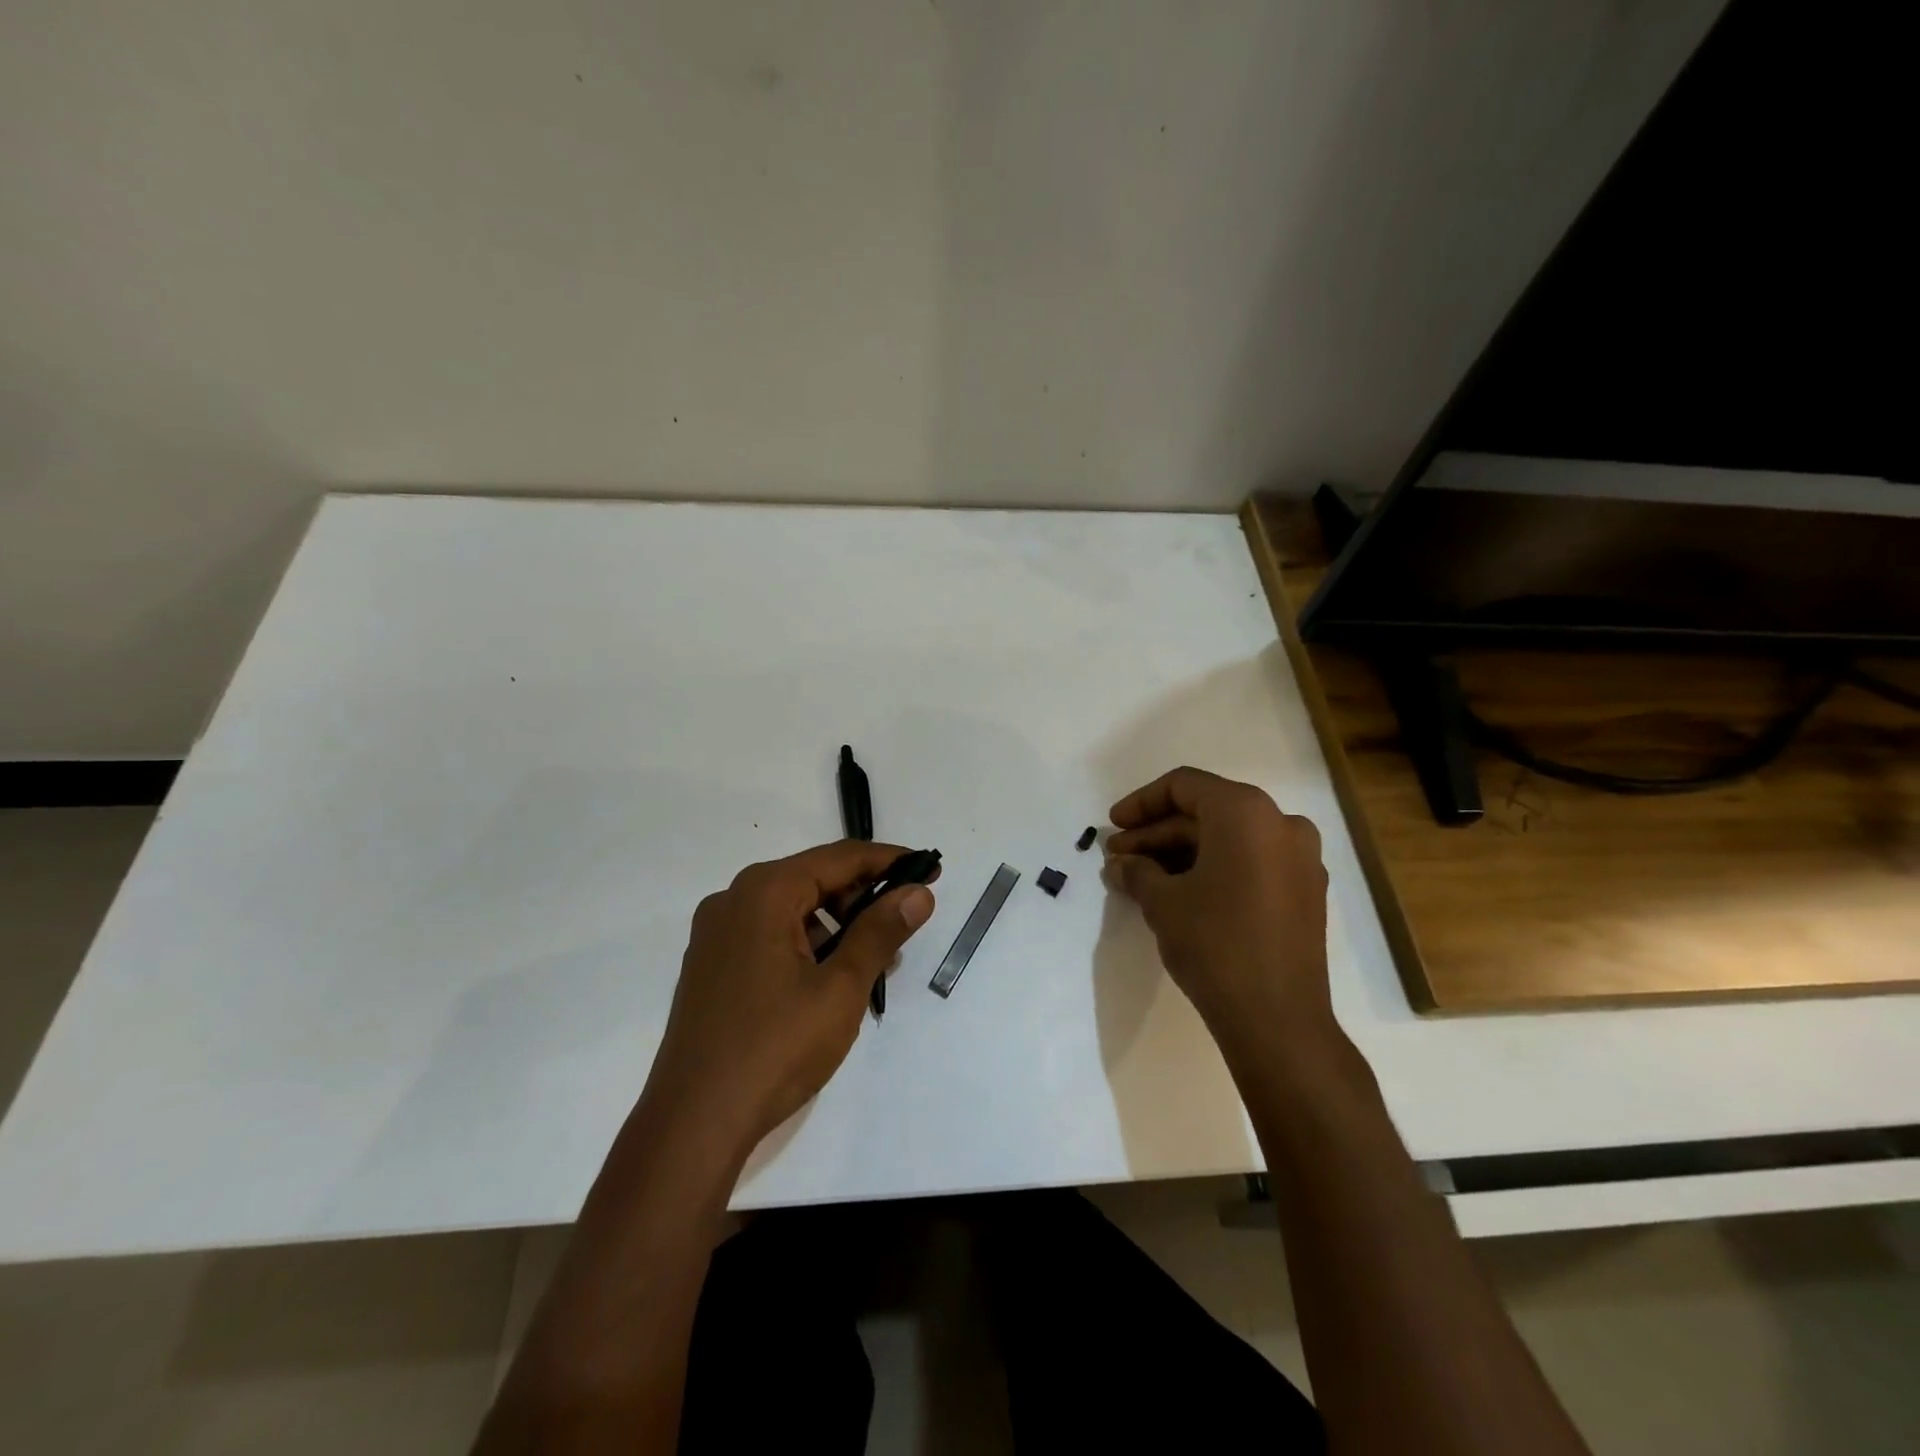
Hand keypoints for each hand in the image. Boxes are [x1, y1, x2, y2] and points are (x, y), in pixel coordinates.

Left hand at [642, 841, 936, 1153]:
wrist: (693, 1123)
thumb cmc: (775, 1048)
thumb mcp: (840, 987)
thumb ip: (881, 931)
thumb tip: (918, 893)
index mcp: (764, 892)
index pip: (840, 858)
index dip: (890, 861)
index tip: (930, 869)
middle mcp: (734, 900)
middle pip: (814, 880)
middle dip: (864, 899)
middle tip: (904, 928)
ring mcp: (716, 934)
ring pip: (793, 909)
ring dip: (838, 927)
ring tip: (873, 964)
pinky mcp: (711, 966)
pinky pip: (770, 935)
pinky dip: (807, 945)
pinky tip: (831, 980)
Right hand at [1105, 767, 1333, 1053]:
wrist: (1278, 1020)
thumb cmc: (1215, 944)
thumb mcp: (1162, 901)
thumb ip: (1136, 871)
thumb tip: (1119, 864)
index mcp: (1246, 812)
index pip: (1184, 786)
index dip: (1141, 803)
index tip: (1112, 825)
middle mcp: (1280, 823)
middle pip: (1206, 813)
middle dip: (1157, 833)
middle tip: (1118, 857)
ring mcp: (1299, 858)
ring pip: (1228, 839)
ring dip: (1181, 853)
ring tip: (1139, 877)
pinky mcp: (1304, 891)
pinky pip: (1250, 862)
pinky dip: (1213, 868)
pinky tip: (1177, 891)